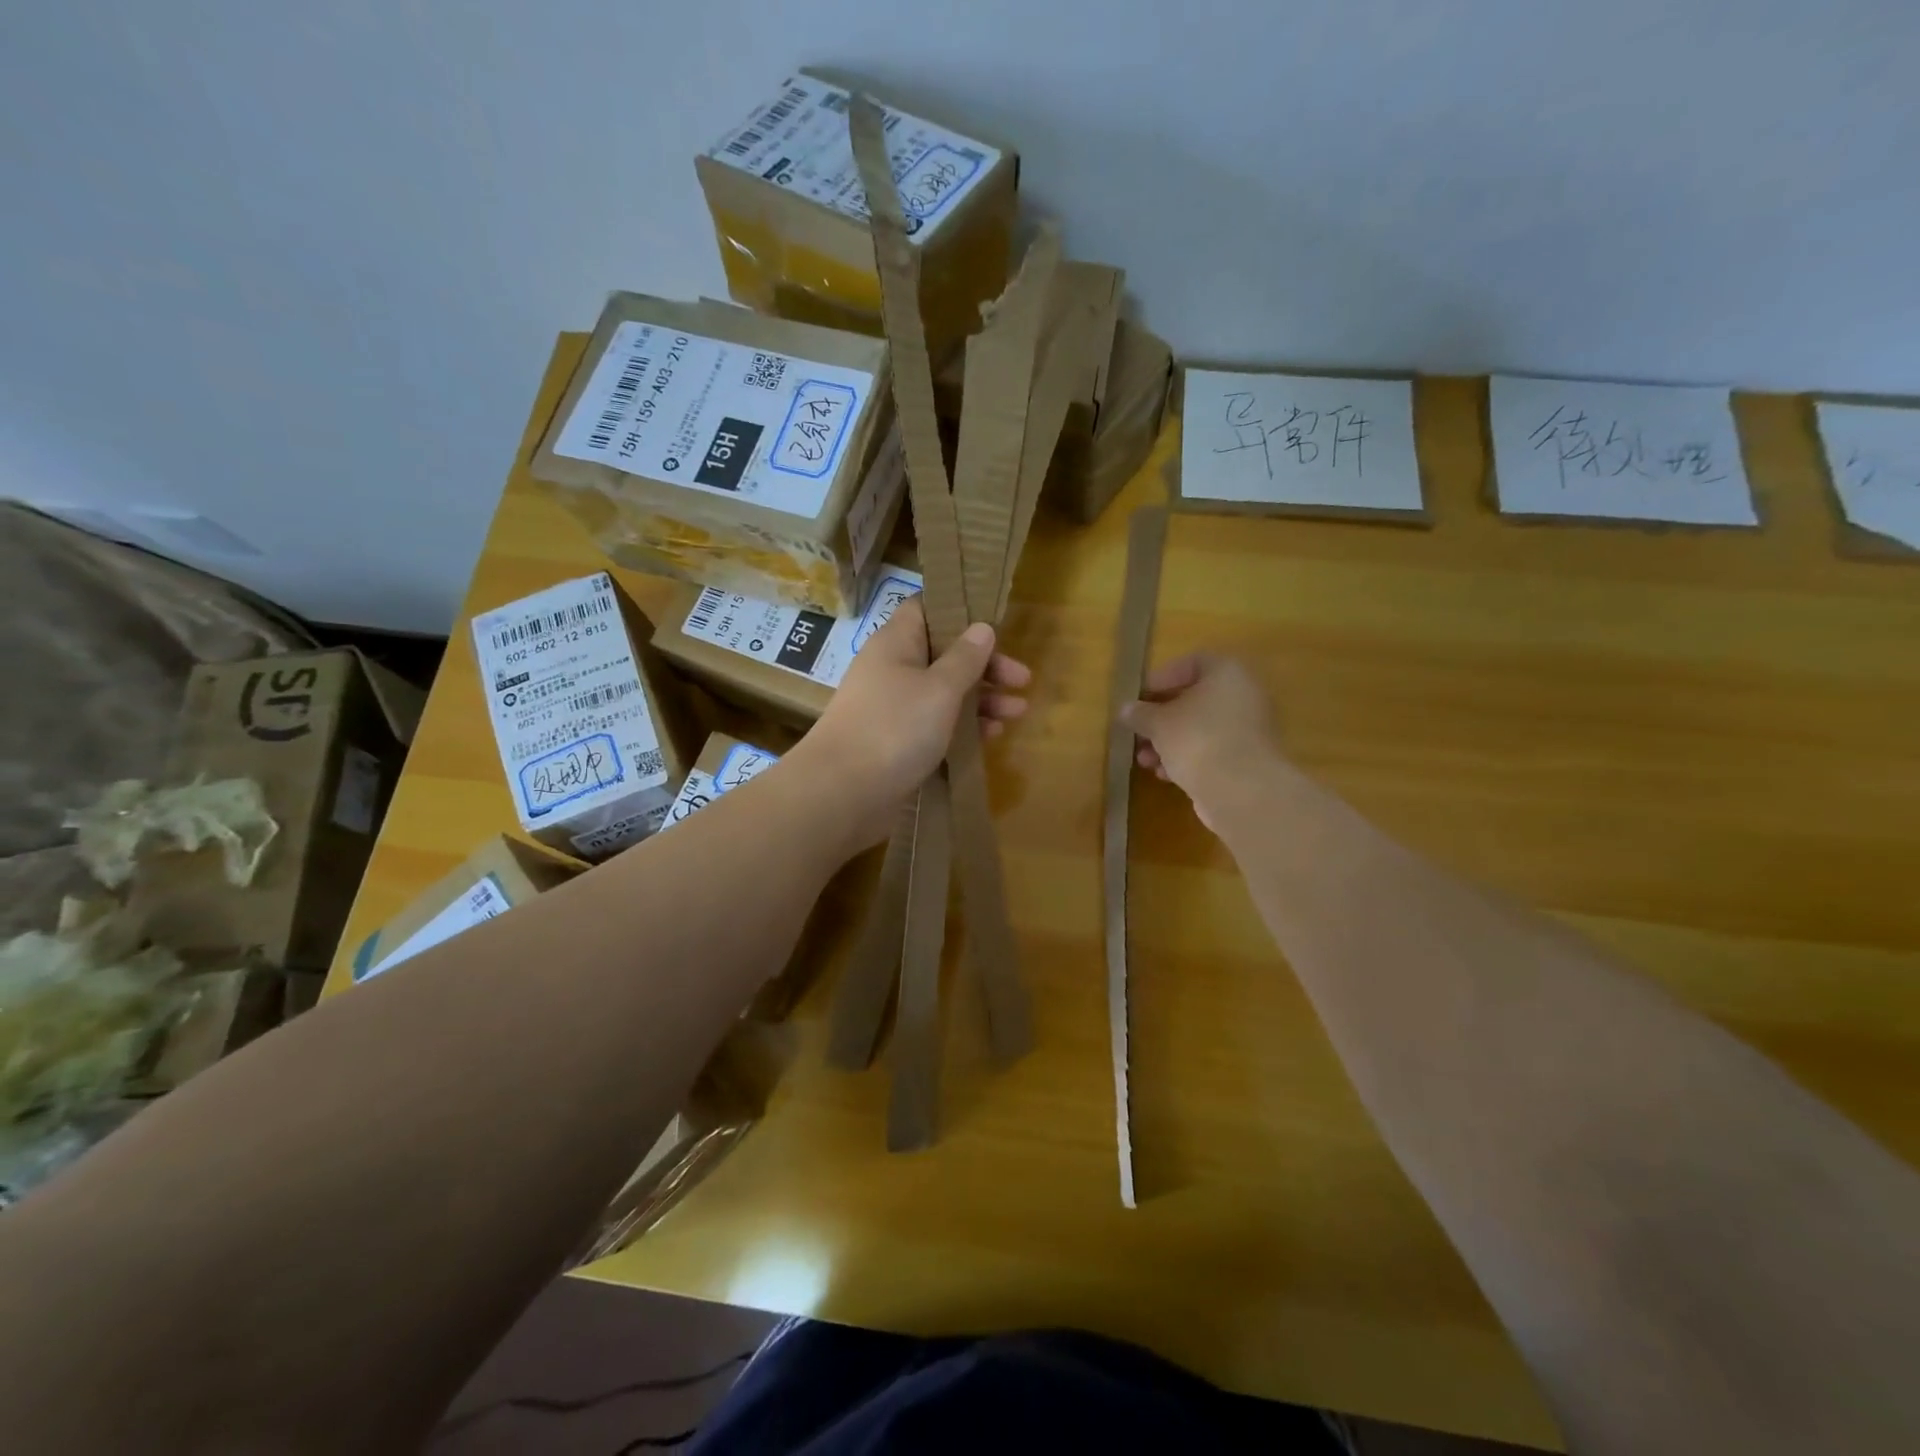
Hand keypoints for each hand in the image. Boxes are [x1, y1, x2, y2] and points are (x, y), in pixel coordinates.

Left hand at [799, 594, 1030, 848]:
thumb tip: (982, 627)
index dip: (960, 612)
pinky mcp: (897, 741)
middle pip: (945, 654)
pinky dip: (963, 727)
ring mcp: (894, 707)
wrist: (843, 792)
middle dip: (985, 665)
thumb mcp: (940, 688)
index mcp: (896, 643)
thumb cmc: (895, 727)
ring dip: (981, 699)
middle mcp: (893, 669)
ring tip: (1018, 712)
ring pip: (944, 692)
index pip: (926, 609)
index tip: (995, 625)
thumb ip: (965, 658)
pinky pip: (936, 724)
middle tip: (1022, 680)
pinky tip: (991, 736)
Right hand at [1120, 653, 1277, 830]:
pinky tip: (1165, 775)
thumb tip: (1127, 710)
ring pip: (1201, 728)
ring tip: (1144, 760)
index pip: (1191, 663)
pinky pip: (1211, 750)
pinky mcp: (1247, 759)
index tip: (1139, 697)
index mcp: (1227, 673)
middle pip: (1195, 699)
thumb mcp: (1158, 723)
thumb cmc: (1197, 740)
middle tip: (1138, 731)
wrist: (1242, 791)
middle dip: (1161, 717)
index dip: (1162, 678)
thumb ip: (1140, 714)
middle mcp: (1243, 695)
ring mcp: (1248, 729)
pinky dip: (1187, 758)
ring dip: (1169, 742)